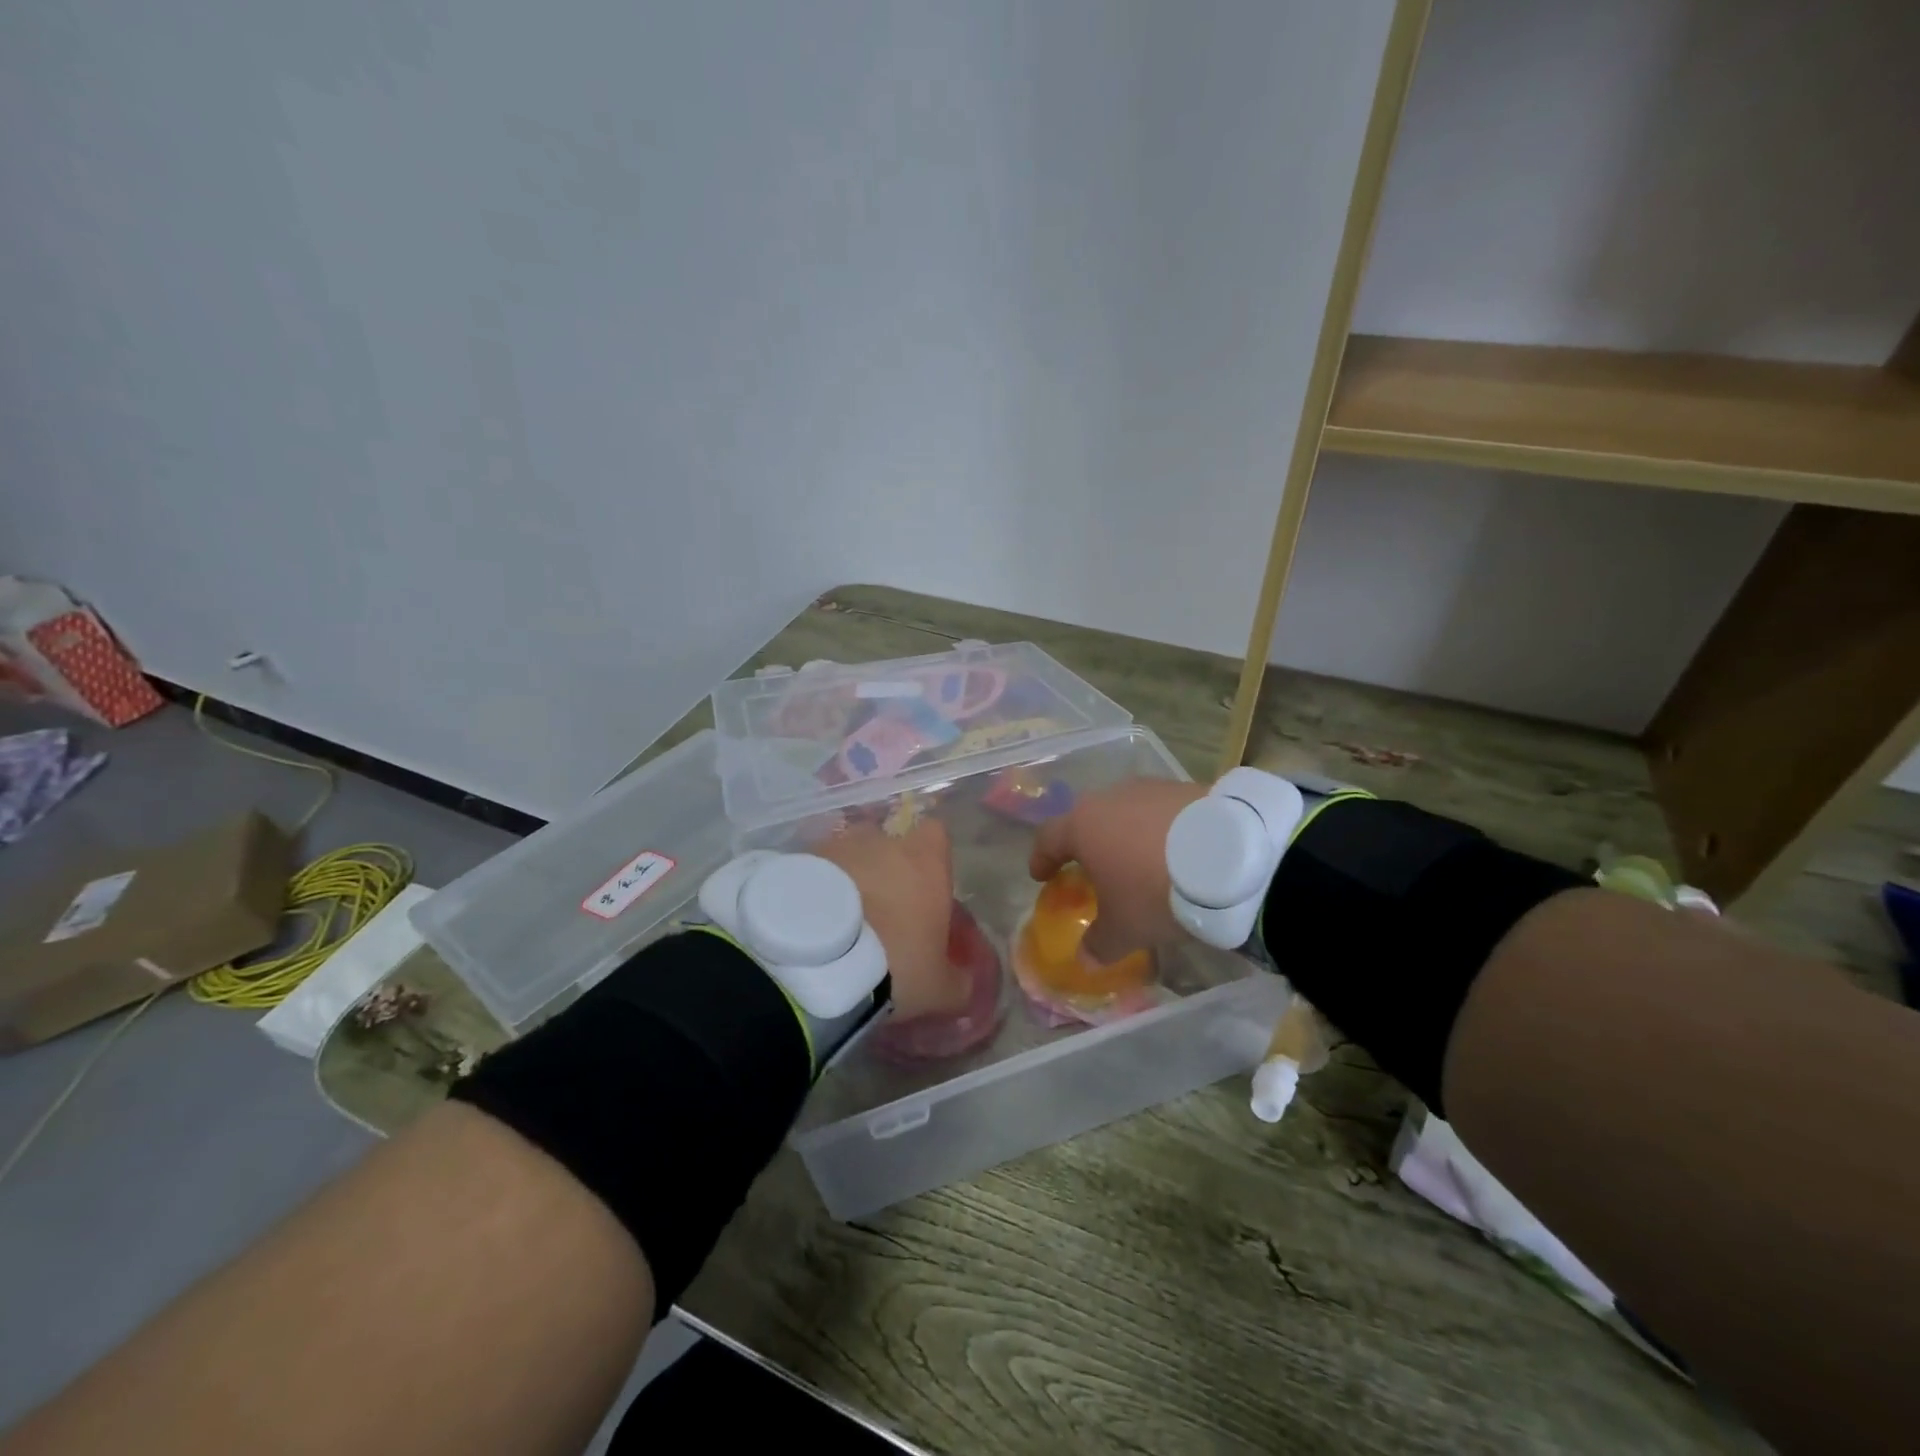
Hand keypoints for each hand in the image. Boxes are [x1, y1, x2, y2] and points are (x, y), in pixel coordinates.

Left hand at [810, 820, 967, 1017]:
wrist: (816, 962)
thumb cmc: (894, 964)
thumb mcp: (939, 989)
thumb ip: (959, 980)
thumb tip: (966, 982)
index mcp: (925, 859)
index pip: (936, 835)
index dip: (932, 860)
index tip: (926, 890)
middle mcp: (882, 841)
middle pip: (889, 844)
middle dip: (885, 871)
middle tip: (880, 914)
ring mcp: (837, 845)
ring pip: (849, 855)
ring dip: (848, 880)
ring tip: (839, 922)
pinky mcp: (798, 860)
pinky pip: (815, 870)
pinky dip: (815, 889)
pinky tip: (810, 924)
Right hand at [1028, 778, 1208, 962]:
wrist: (1230, 858)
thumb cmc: (1155, 891)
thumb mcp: (1125, 928)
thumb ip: (1099, 943)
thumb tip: (1085, 959)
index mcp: (1083, 826)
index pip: (1048, 838)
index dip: (1042, 858)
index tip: (1041, 875)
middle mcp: (1110, 798)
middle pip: (1088, 819)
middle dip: (1087, 844)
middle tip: (1093, 868)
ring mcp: (1150, 788)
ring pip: (1126, 812)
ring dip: (1127, 835)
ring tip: (1140, 861)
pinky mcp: (1187, 787)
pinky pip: (1162, 811)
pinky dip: (1160, 830)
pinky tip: (1176, 852)